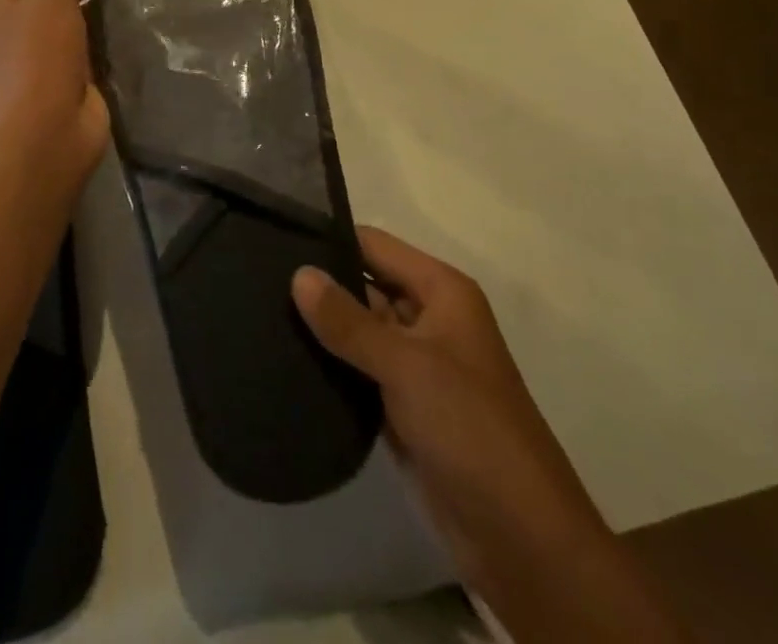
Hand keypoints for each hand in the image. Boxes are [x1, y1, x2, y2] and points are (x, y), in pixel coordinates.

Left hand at [0, 0, 109, 196]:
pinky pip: (85, 47)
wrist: (43, 137)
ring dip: (95, 10)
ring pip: (70, 20)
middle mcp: (8, 29)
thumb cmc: (36, 60)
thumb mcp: (50, 0)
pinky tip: (127, 28)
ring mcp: (36, 57)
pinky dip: (103, 37)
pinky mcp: (63, 79)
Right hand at [292, 228, 609, 596]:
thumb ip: (349, 321)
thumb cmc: (471, 430)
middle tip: (255, 279)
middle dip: (318, 285)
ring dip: (320, 328)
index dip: (330, 239)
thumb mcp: (407, 366)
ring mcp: (415, 365)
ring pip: (358, 331)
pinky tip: (283, 358)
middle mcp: (428, 318)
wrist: (522, 541)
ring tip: (258, 313)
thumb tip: (298, 274)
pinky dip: (329, 367)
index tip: (274, 236)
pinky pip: (358, 372)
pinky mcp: (402, 407)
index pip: (374, 245)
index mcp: (442, 292)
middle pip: (364, 285)